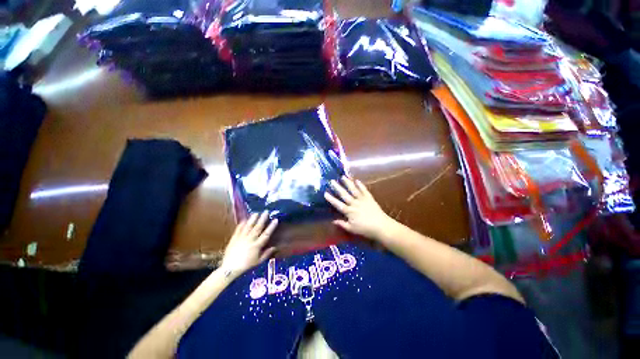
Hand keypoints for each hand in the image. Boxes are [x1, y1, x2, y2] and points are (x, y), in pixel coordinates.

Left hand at [221, 212, 277, 275]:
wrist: (229, 268)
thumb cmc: (246, 265)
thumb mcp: (258, 261)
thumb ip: (267, 254)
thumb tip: (274, 247)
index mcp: (257, 245)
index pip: (266, 234)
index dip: (271, 226)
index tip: (275, 220)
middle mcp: (250, 240)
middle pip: (258, 227)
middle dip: (262, 219)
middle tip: (266, 212)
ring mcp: (241, 238)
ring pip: (248, 226)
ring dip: (252, 219)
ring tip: (256, 213)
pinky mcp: (234, 238)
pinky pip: (238, 229)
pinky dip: (241, 224)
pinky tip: (244, 219)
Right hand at [324, 176, 395, 239]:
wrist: (381, 226)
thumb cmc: (365, 229)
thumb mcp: (352, 229)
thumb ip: (342, 224)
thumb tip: (333, 221)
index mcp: (349, 211)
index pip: (338, 204)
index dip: (331, 199)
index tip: (325, 193)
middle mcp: (354, 203)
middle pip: (344, 194)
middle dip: (337, 187)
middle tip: (332, 181)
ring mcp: (362, 200)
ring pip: (353, 190)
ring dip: (348, 183)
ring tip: (343, 177)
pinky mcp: (369, 198)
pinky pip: (364, 190)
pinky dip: (361, 185)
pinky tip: (357, 180)